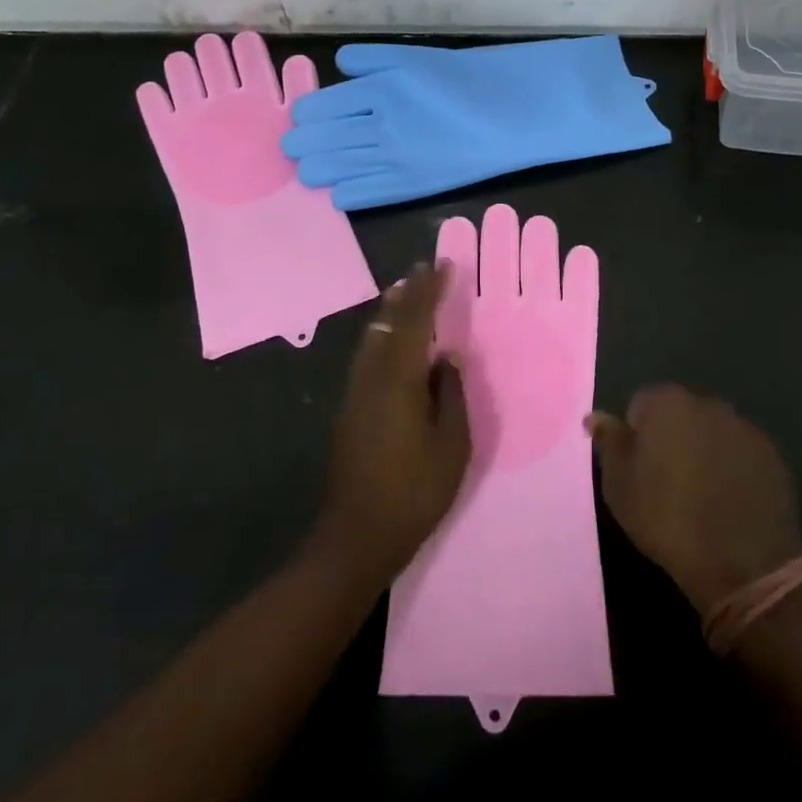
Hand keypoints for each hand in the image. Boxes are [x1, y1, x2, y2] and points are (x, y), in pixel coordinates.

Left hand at [316, 262, 470, 587]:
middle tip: (422, 269)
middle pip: (388, 323)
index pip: (416, 322)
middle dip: (406, 294)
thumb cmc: (413, 493)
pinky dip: (383, 336)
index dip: (429, 291)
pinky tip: (391, 340)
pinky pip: (368, 356)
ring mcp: (355, 393)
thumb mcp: (451, 447)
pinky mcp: (349, 410)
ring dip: (391, 312)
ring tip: (405, 292)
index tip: (442, 266)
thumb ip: (452, 396)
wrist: (356, 536)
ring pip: (373, 339)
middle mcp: (372, 378)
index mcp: (399, 382)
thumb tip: (449, 358)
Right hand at [587, 385, 801, 614]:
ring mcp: (744, 427)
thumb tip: (595, 417)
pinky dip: (733, 468)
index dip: (637, 436)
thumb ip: (609, 443)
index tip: (638, 469)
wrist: (742, 561)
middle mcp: (706, 403)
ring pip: (712, 432)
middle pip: (680, 414)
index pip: (641, 404)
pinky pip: (741, 454)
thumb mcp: (620, 485)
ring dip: (704, 451)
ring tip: (701, 494)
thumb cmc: (667, 517)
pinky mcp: (772, 455)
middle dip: (672, 437)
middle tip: (666, 481)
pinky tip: (729, 500)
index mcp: (666, 403)